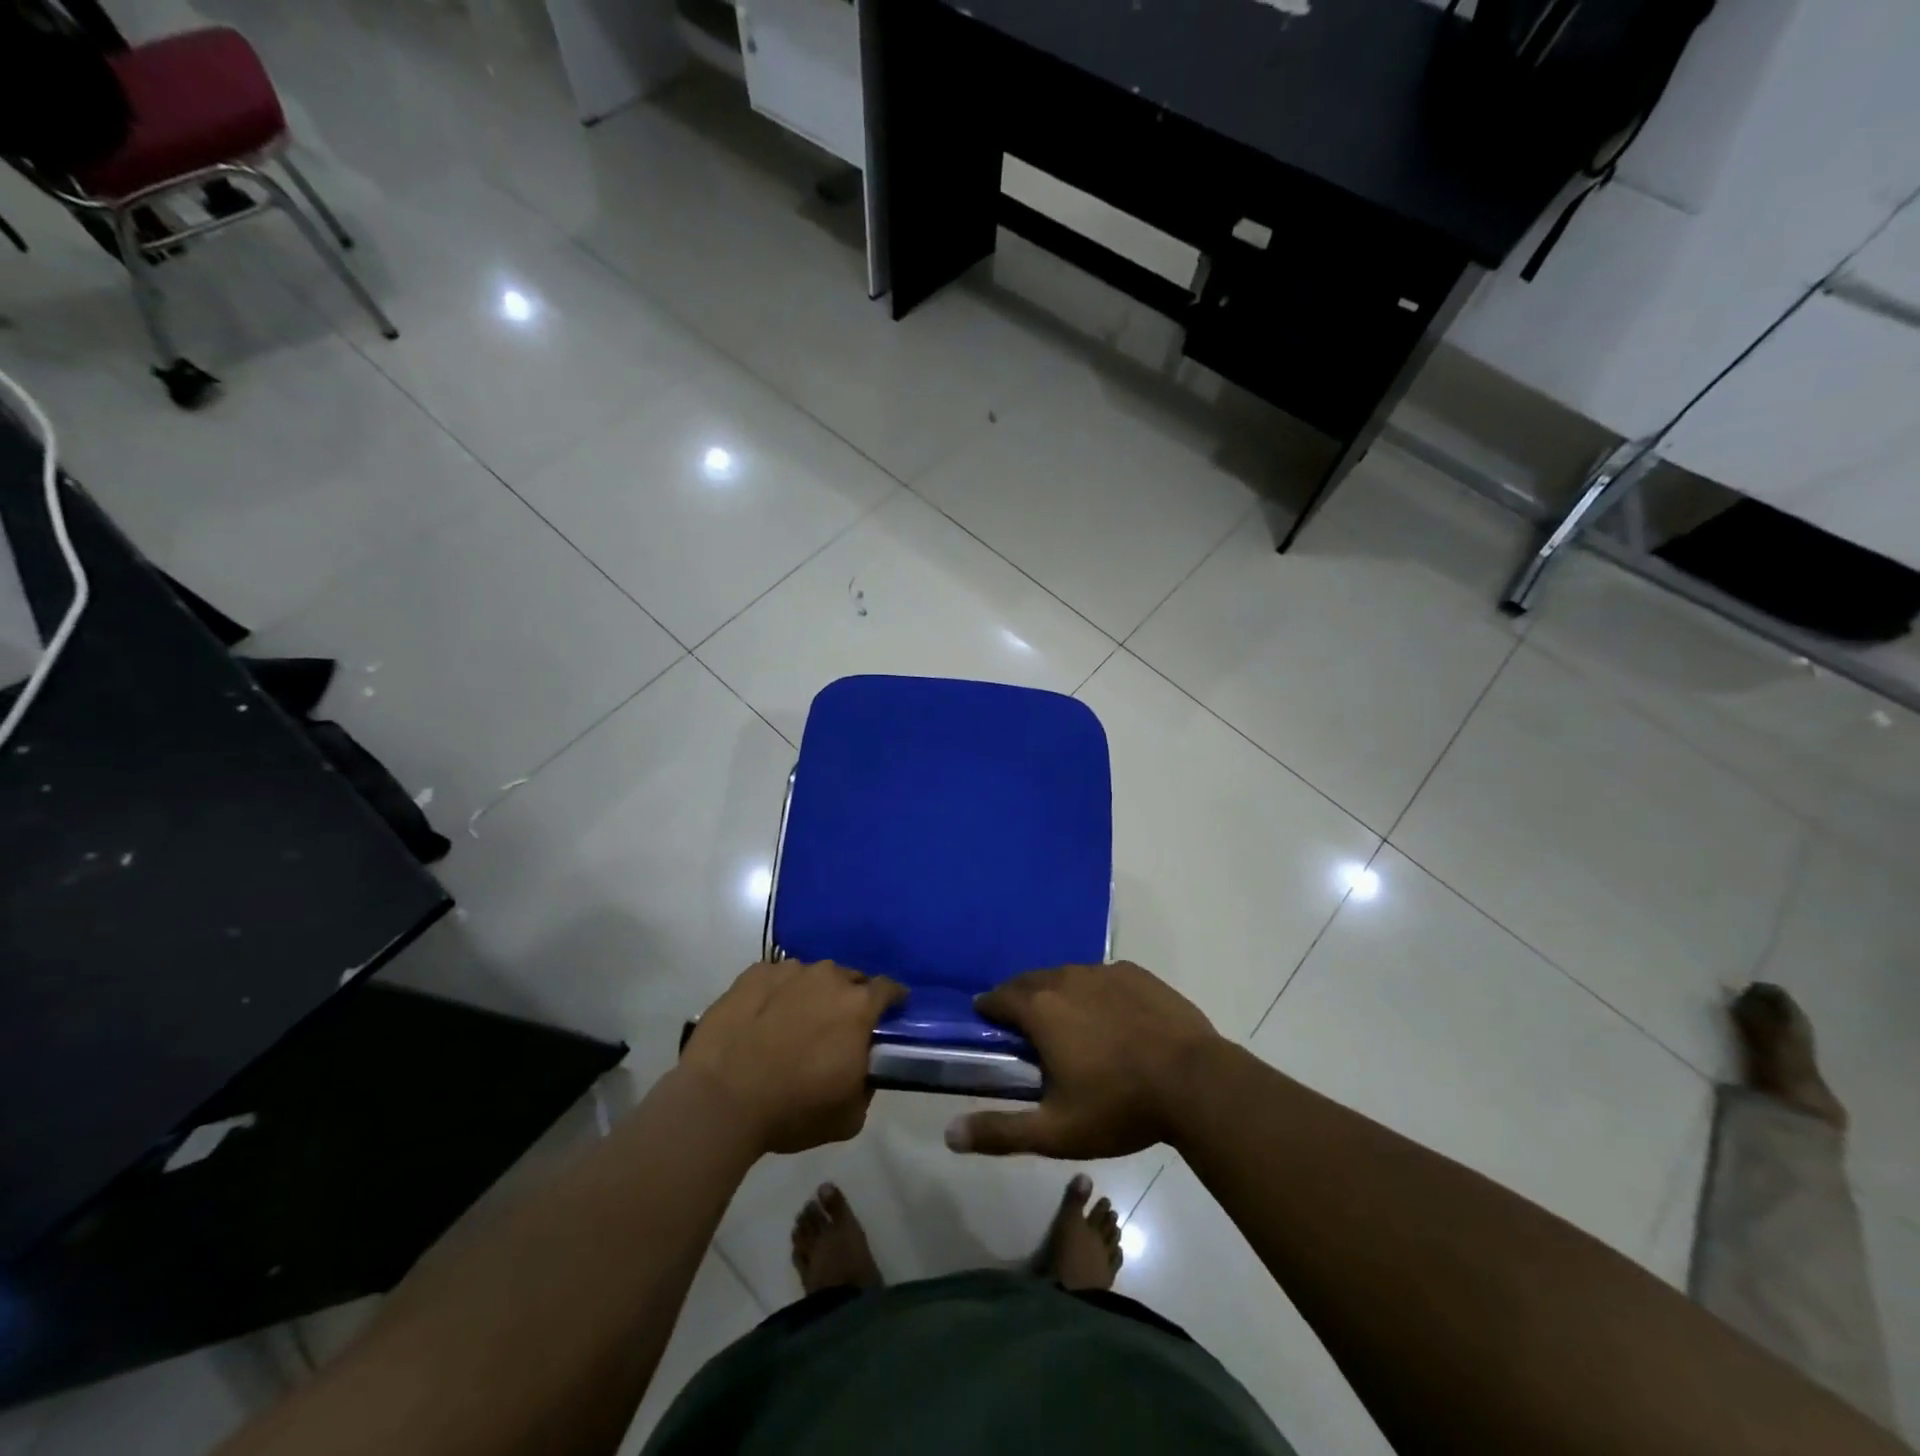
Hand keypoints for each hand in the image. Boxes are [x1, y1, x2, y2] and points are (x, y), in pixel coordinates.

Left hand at [682, 961, 904, 1154]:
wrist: (721, 1100)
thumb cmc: (793, 1109)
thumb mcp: (849, 1116)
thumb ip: (866, 1084)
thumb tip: (861, 1069)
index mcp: (858, 1006)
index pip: (888, 989)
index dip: (892, 999)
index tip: (890, 1012)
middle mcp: (828, 977)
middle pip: (849, 979)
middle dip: (849, 998)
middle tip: (837, 1027)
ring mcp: (788, 971)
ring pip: (811, 976)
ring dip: (811, 994)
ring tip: (794, 1023)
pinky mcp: (753, 974)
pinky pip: (776, 978)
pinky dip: (777, 993)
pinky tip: (763, 1018)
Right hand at [946, 961, 1223, 1159]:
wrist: (1195, 1082)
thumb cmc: (1119, 1106)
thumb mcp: (1055, 1131)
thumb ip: (1000, 1131)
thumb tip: (949, 1135)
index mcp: (1041, 1008)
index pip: (999, 998)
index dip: (988, 1009)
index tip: (986, 1022)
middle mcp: (1067, 978)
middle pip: (1030, 981)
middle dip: (1020, 998)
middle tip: (1023, 1027)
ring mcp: (1104, 972)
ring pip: (1067, 976)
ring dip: (1057, 993)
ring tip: (1065, 1021)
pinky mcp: (1136, 974)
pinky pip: (1101, 977)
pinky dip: (1093, 991)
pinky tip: (1108, 1016)